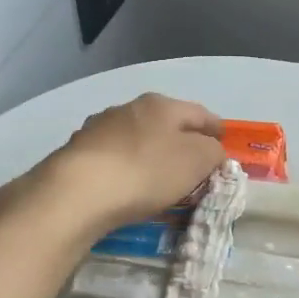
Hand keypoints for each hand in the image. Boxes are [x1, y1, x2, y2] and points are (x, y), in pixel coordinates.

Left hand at [29, 93, 225, 236]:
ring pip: (137, 139)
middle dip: (181, 143)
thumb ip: (213, 153)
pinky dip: (125, 169)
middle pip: (166, 124)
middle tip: (193, 169)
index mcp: (162, 104)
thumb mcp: (197, 161)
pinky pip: (113, 159)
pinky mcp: (76, 153)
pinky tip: (126, 188)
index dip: (216, 130)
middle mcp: (129, 108)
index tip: (223, 147)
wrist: (75, 193)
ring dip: (150, 155)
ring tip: (158, 182)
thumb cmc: (146, 171)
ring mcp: (98, 128)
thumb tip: (211, 151)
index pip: (200, 113)